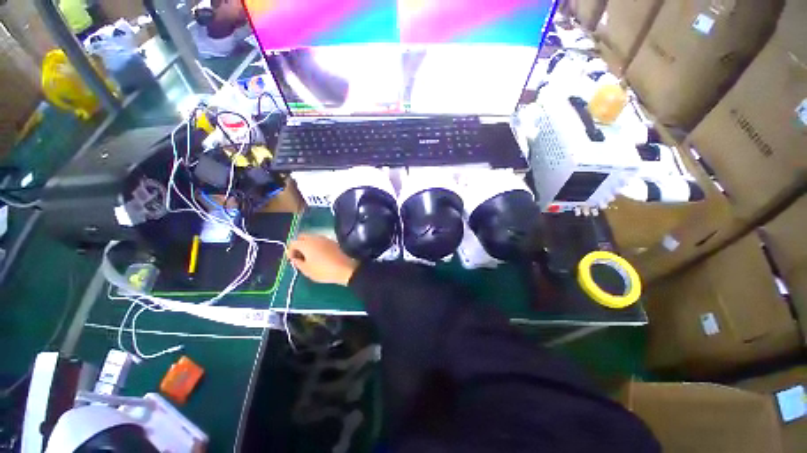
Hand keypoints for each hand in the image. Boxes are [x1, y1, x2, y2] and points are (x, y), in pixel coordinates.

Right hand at [287, 234, 358, 285]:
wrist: (346, 268)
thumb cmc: (324, 270)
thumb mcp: (307, 270)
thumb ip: (298, 263)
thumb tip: (295, 258)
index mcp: (306, 243)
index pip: (293, 243)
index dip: (290, 251)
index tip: (292, 260)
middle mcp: (315, 238)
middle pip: (302, 237)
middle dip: (299, 245)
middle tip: (299, 257)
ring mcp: (325, 238)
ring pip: (312, 238)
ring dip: (308, 245)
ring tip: (309, 257)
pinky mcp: (333, 242)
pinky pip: (321, 241)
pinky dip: (317, 246)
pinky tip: (319, 256)